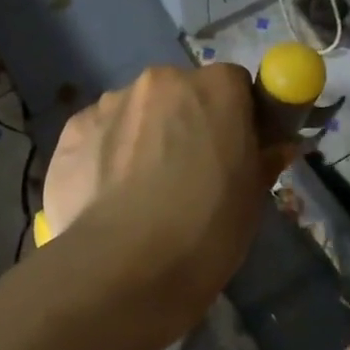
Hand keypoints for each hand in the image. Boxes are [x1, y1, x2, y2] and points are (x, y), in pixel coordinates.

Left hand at [42, 64, 288, 333]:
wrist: (124, 269)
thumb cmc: (207, 229)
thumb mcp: (252, 197)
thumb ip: (264, 157)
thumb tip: (277, 145)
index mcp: (216, 87)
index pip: (234, 85)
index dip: (235, 116)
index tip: (233, 149)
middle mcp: (162, 80)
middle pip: (180, 93)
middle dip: (185, 121)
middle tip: (187, 174)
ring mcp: (111, 102)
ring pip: (136, 112)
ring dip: (143, 136)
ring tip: (138, 193)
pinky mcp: (72, 129)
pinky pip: (100, 134)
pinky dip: (106, 155)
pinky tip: (107, 197)